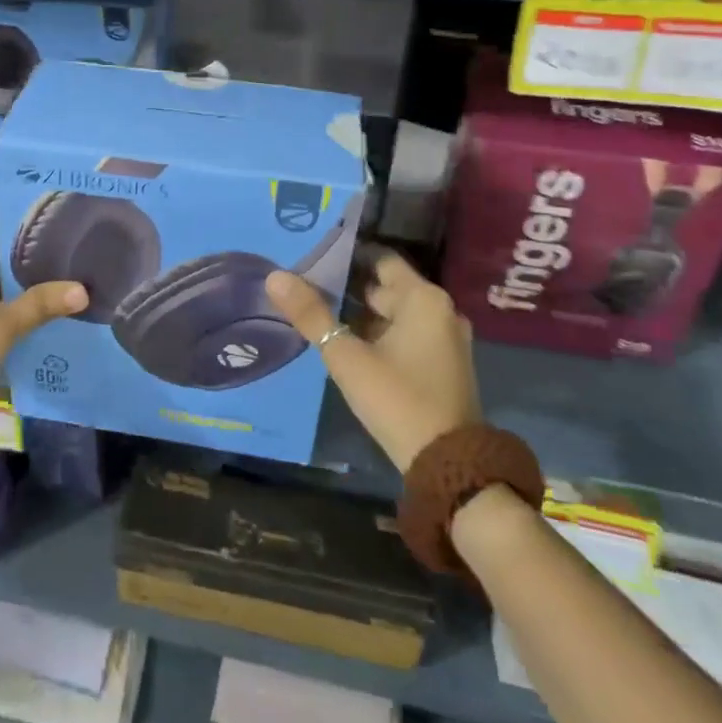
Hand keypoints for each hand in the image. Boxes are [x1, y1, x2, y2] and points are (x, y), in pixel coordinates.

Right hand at [265, 248, 481, 471]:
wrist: (448, 466)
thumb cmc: (397, 399)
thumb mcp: (346, 357)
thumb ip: (311, 315)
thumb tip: (274, 277)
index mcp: (424, 298)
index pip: (381, 259)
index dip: (347, 255)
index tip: (314, 256)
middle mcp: (441, 311)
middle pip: (387, 286)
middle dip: (349, 287)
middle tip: (308, 284)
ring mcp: (445, 340)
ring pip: (395, 314)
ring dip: (363, 314)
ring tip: (320, 310)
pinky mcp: (443, 365)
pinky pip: (406, 335)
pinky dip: (379, 333)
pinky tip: (347, 342)